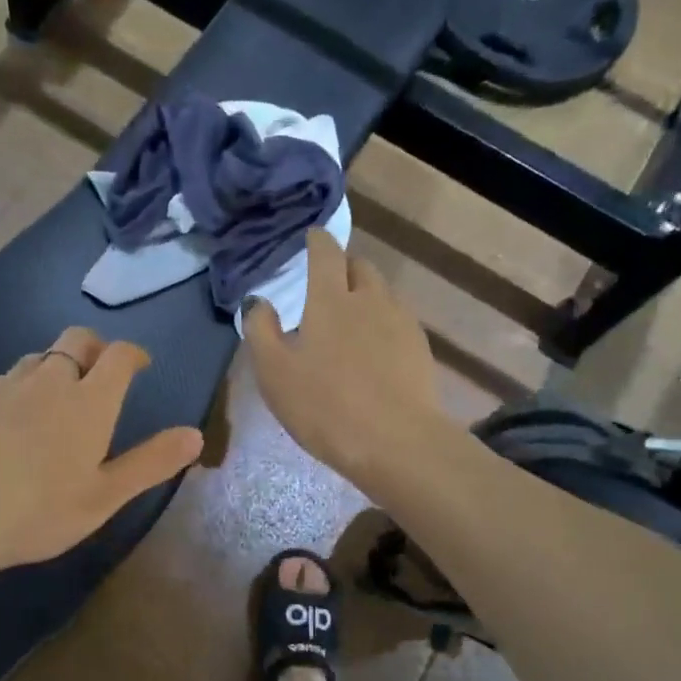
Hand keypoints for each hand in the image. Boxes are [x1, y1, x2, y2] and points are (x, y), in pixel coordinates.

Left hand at [0, 328, 203, 576]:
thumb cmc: (37, 511)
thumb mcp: (104, 496)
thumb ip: (150, 463)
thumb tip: (195, 435)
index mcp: (89, 401)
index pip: (118, 356)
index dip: (133, 354)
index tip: (139, 364)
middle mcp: (49, 380)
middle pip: (76, 339)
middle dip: (95, 347)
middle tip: (100, 371)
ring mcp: (5, 385)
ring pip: (38, 357)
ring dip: (56, 366)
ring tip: (56, 398)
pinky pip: (5, 379)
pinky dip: (20, 387)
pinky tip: (10, 420)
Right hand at [245, 230, 449, 490]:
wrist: (395, 442)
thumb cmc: (324, 406)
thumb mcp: (274, 373)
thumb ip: (261, 330)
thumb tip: (260, 302)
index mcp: (330, 299)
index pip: (325, 252)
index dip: (316, 241)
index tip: (310, 239)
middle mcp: (370, 299)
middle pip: (359, 266)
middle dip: (342, 267)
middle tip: (326, 286)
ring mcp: (401, 322)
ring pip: (381, 293)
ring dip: (364, 295)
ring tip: (350, 320)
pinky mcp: (420, 348)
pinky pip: (397, 320)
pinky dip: (381, 322)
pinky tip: (373, 350)